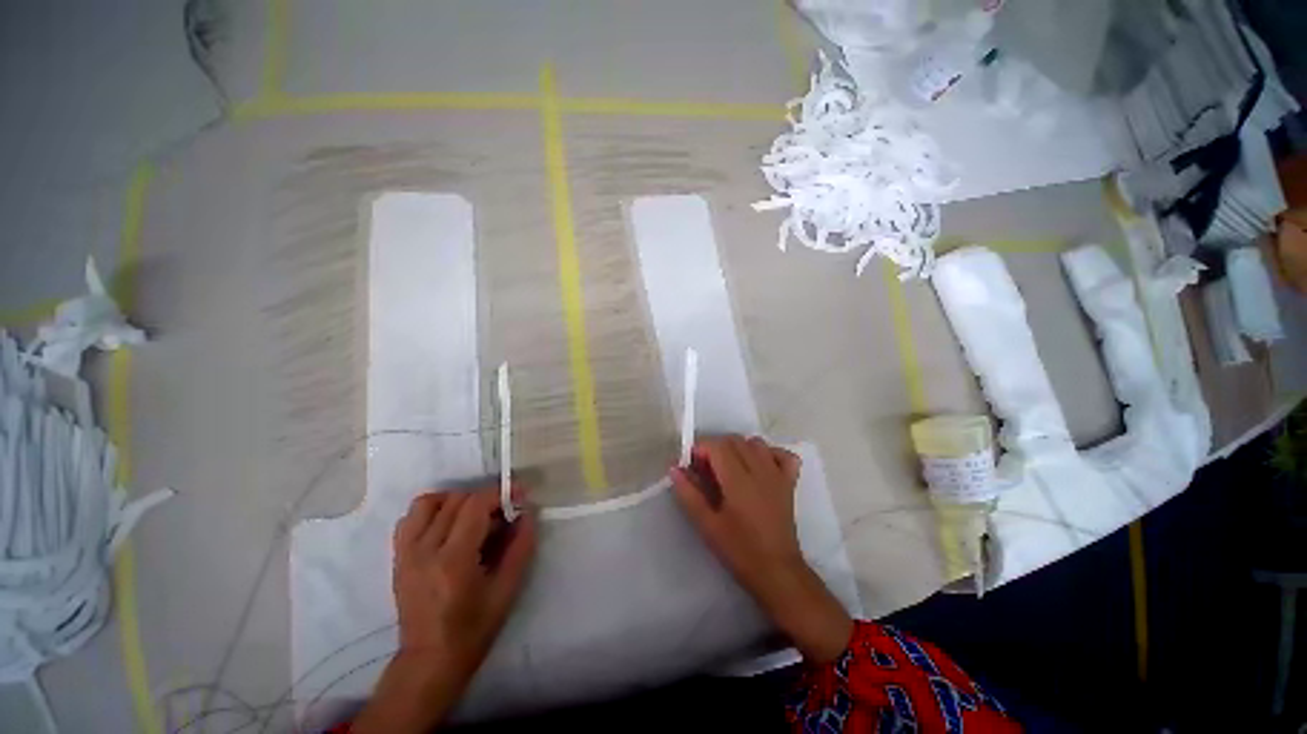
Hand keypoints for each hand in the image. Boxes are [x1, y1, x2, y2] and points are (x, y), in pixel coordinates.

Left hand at [354, 487, 536, 732]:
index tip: (519, 496)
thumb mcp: (507, 589)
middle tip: (502, 514)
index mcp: (453, 560)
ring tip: (473, 515)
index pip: (475, 505)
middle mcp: (425, 550)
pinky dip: (432, 510)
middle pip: (456, 500)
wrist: (430, 660)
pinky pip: (412, 517)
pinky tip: (449, 524)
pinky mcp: (398, 557)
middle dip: (485, 499)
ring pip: (430, 502)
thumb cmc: (473, 629)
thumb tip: (528, 512)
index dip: (500, 493)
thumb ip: (521, 546)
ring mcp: (407, 552)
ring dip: (456, 500)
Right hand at [671, 436, 852, 662]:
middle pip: (734, 440)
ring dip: (738, 448)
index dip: (700, 449)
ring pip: (755, 443)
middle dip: (715, 448)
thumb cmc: (739, 550)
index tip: (691, 465)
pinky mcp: (789, 483)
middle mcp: (759, 470)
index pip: (717, 445)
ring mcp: (777, 475)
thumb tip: (674, 467)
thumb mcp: (707, 525)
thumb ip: (689, 493)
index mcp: (738, 480)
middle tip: (706, 470)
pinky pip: (782, 454)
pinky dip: (769, 453)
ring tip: (729, 468)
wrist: (777, 572)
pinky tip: (759, 466)